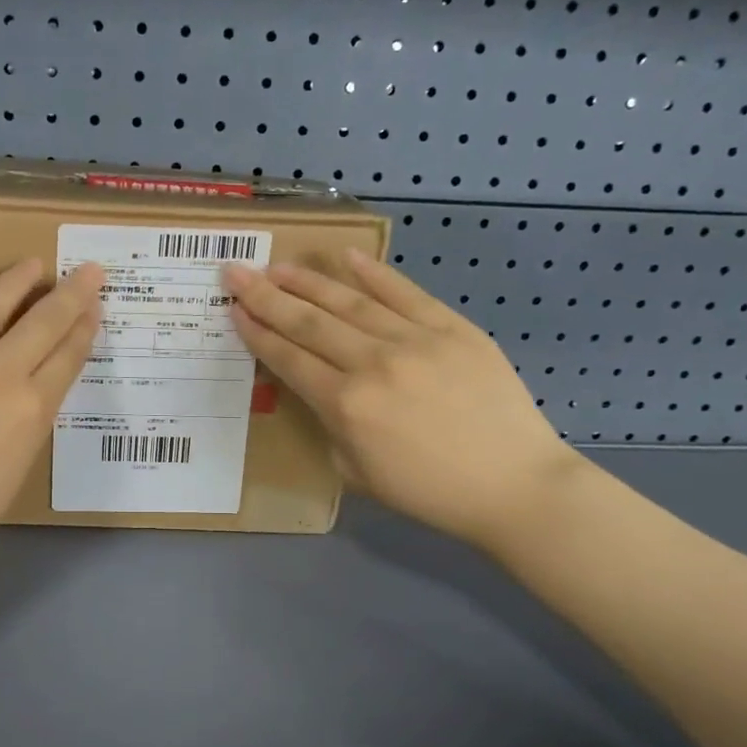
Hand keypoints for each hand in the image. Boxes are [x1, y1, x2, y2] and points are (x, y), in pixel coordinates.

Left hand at [0, 256, 102, 586]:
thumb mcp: (9, 476)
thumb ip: (22, 429)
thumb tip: (22, 399)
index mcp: (30, 413)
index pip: (66, 359)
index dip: (84, 329)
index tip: (95, 308)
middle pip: (43, 324)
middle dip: (71, 294)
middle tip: (89, 270)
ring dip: (17, 281)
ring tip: (33, 263)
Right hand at [222, 249, 580, 552]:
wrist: (513, 483)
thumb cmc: (428, 491)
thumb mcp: (356, 472)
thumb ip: (330, 425)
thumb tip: (322, 389)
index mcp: (346, 406)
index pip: (288, 358)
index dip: (257, 332)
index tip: (233, 308)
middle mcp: (372, 364)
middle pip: (308, 322)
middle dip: (266, 295)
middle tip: (237, 271)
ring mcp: (415, 340)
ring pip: (349, 301)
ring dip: (308, 280)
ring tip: (278, 265)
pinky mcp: (452, 328)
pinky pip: (405, 293)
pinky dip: (374, 273)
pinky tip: (346, 256)